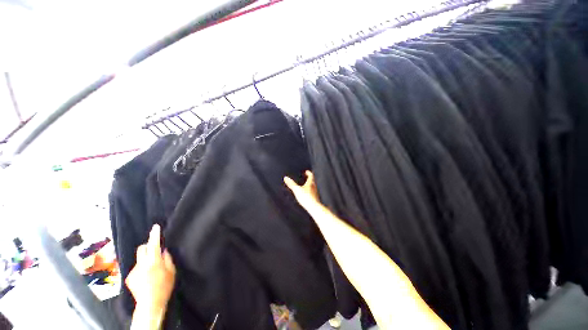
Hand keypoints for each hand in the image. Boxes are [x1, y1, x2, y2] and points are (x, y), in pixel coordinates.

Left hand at [126, 224, 175, 315]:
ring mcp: (133, 271)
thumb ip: (167, 259)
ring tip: (151, 271)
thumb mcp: (172, 272)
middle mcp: (141, 264)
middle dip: (148, 247)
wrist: (150, 305)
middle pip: (142, 248)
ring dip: (146, 260)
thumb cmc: (164, 287)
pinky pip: (136, 268)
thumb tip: (163, 251)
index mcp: (153, 262)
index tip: (156, 227)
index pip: (153, 244)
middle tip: (155, 252)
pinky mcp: (129, 277)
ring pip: (140, 259)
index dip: (155, 235)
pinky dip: (142, 269)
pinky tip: (146, 278)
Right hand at [284, 171, 318, 207]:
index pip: (311, 175)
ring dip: (309, 185)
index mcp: (310, 183)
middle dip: (308, 179)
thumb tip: (286, 178)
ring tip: (304, 186)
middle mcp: (314, 187)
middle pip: (312, 181)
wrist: (314, 207)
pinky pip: (312, 193)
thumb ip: (291, 184)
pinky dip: (309, 192)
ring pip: (312, 187)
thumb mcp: (297, 190)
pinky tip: (305, 195)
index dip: (308, 173)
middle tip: (305, 177)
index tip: (306, 171)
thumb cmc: (306, 197)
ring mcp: (315, 193)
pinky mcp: (315, 199)